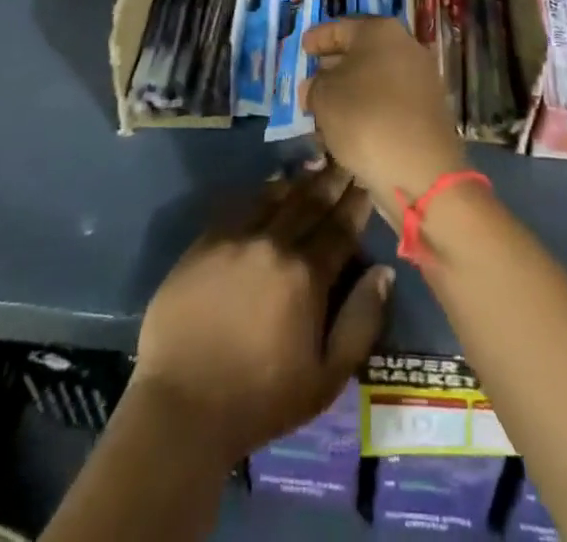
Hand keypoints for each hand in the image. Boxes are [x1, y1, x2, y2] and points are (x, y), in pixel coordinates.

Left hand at [131, 166, 391, 463]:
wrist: (182, 406)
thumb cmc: (261, 400)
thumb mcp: (326, 378)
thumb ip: (361, 322)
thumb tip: (384, 272)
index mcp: (307, 275)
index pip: (340, 228)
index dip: (356, 203)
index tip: (367, 180)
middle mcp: (274, 244)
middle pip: (310, 203)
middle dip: (332, 181)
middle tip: (345, 160)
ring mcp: (236, 238)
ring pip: (276, 197)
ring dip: (299, 181)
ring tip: (315, 164)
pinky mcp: (205, 242)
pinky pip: (240, 205)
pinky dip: (262, 193)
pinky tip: (271, 187)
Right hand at [303, 17, 468, 227]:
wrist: (421, 170)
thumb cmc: (365, 118)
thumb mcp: (324, 97)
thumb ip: (314, 86)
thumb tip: (314, 85)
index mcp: (380, 31)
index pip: (341, 27)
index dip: (318, 37)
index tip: (303, 48)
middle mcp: (406, 47)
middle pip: (363, 50)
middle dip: (336, 64)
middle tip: (312, 77)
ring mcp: (422, 79)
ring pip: (376, 77)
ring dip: (352, 89)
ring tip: (325, 107)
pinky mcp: (428, 110)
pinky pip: (390, 100)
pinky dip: (369, 107)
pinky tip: (350, 126)